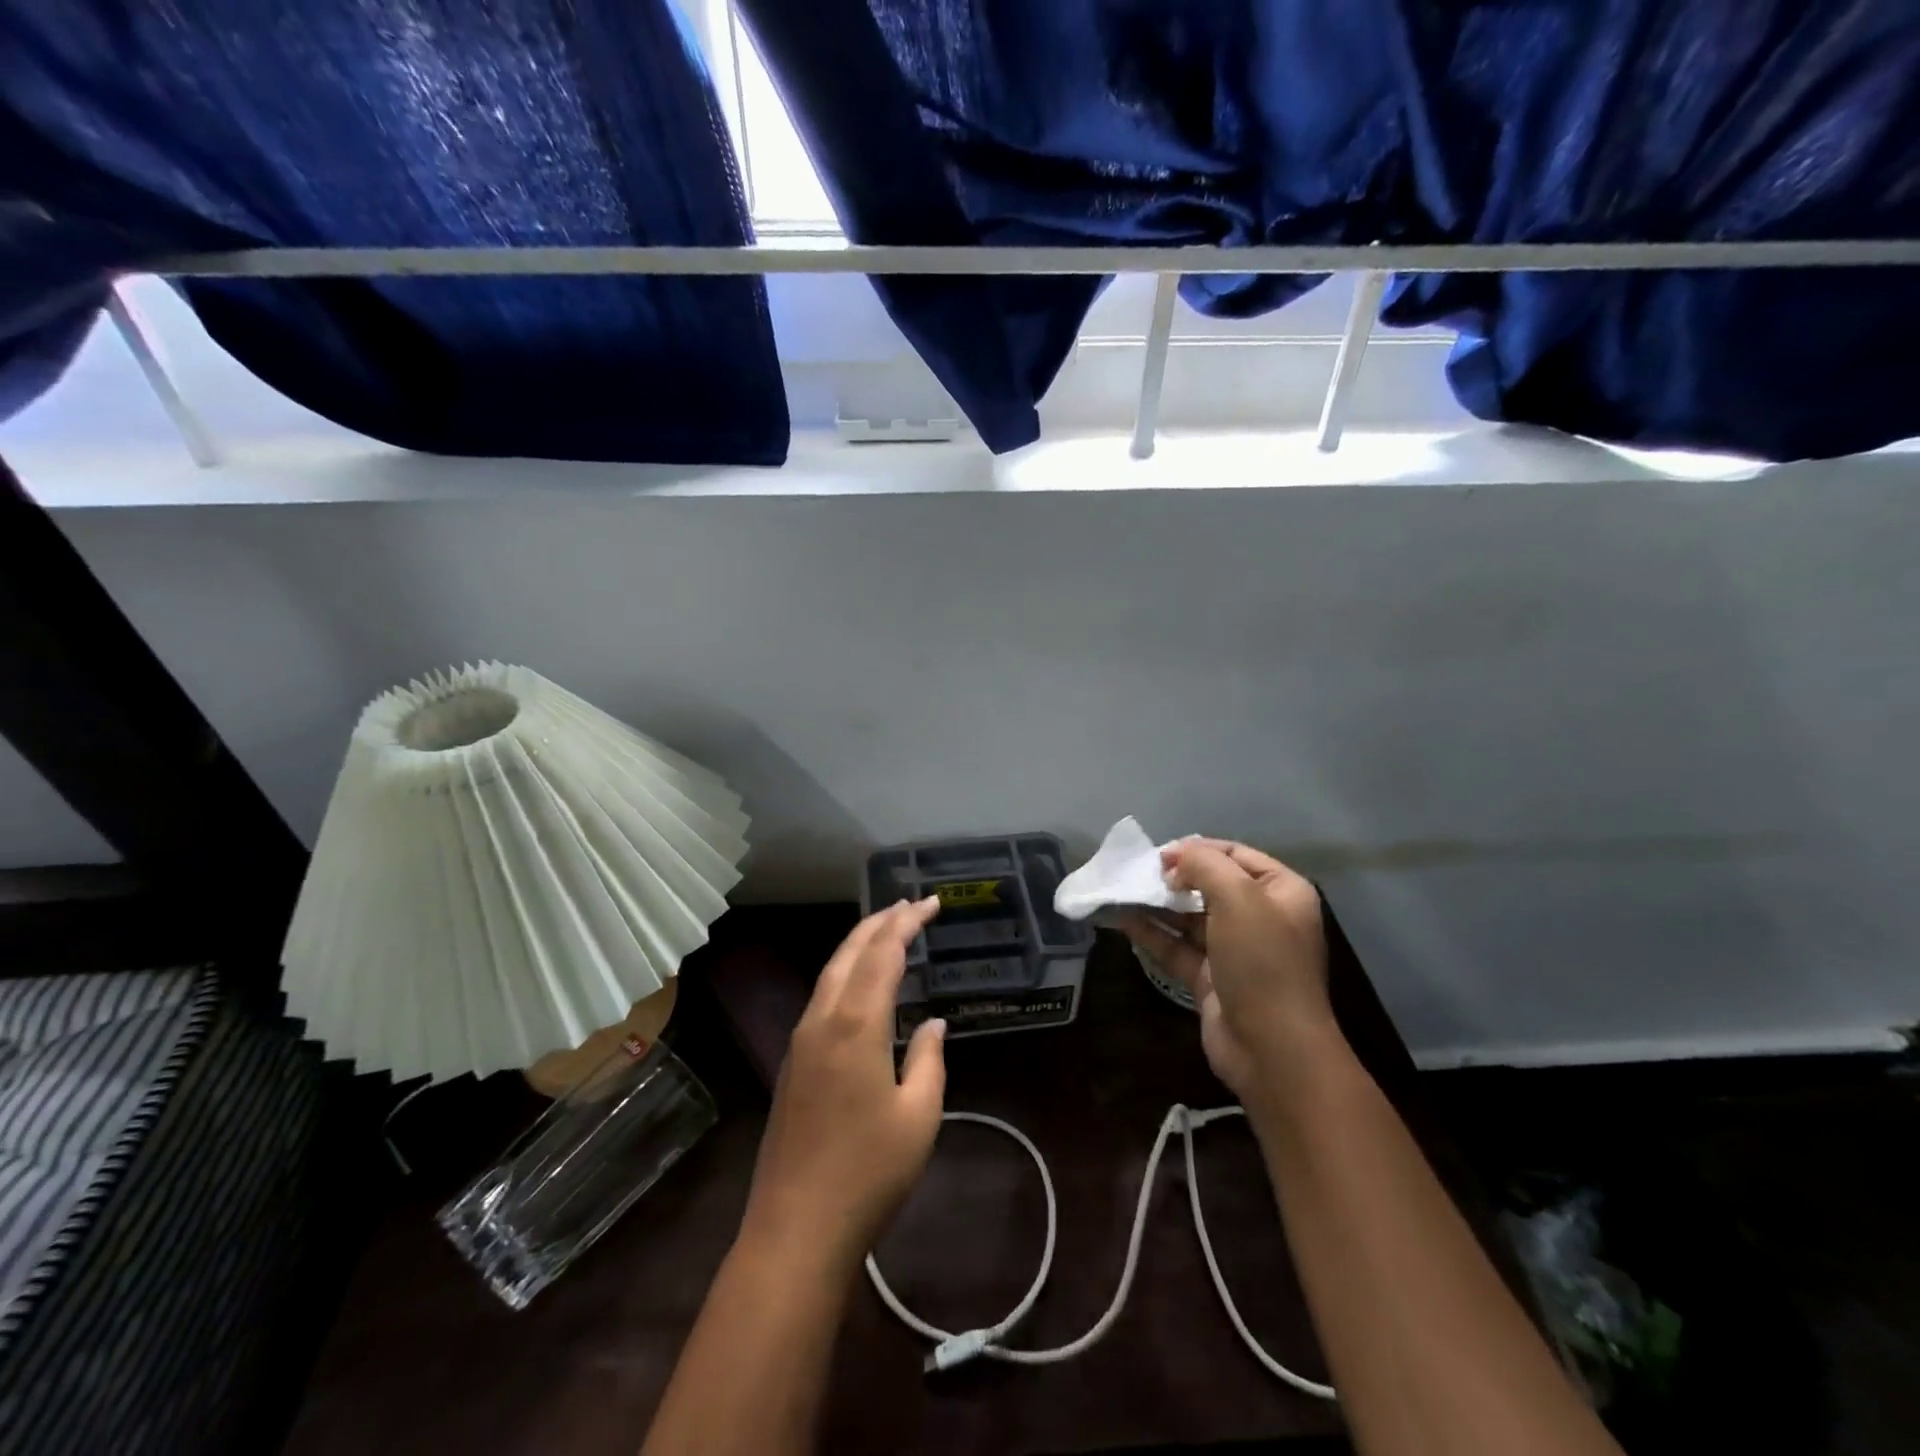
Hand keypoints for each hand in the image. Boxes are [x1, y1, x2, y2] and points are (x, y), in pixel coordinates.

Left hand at [741, 897, 948, 1270]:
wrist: (796, 1229)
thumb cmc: (868, 1172)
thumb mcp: (919, 1117)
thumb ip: (929, 1060)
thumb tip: (931, 1024)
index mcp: (856, 1024)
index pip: (883, 953)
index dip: (907, 923)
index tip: (930, 904)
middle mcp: (823, 1020)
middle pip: (850, 952)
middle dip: (880, 922)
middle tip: (910, 906)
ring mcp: (802, 1040)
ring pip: (831, 972)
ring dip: (860, 944)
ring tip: (888, 930)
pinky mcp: (793, 1062)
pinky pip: (822, 996)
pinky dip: (846, 972)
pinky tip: (860, 984)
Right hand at [1119, 839, 1335, 1104]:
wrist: (1272, 1048)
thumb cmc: (1262, 961)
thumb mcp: (1238, 897)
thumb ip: (1205, 865)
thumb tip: (1176, 860)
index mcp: (1281, 892)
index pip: (1235, 854)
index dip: (1197, 849)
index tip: (1160, 856)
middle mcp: (1261, 917)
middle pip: (1211, 884)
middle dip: (1175, 877)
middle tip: (1141, 875)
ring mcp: (1235, 951)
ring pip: (1190, 917)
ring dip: (1158, 904)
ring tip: (1122, 891)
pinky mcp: (1211, 979)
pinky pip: (1177, 947)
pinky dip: (1152, 933)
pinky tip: (1122, 920)